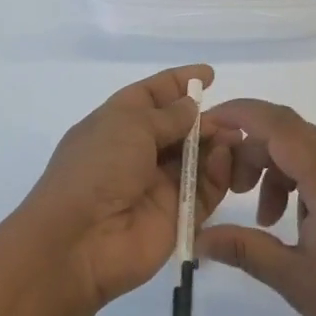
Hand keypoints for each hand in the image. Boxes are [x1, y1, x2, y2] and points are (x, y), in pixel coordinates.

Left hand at [20, 65, 236, 312]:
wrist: (80, 241)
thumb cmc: (97, 168)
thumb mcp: (128, 125)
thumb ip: (167, 115)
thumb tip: (191, 107)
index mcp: (116, 123)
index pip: (151, 95)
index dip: (178, 83)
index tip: (209, 75)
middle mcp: (137, 152)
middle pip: (179, 128)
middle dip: (205, 118)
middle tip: (234, 116)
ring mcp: (158, 185)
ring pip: (197, 158)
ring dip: (217, 144)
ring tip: (235, 137)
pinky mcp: (178, 215)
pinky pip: (205, 189)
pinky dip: (219, 174)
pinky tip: (226, 160)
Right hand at [197, 99, 315, 315]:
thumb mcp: (295, 279)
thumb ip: (245, 249)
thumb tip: (199, 238)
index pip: (276, 122)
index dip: (238, 114)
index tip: (206, 125)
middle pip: (288, 133)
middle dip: (251, 151)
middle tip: (229, 188)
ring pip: (307, 150)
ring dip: (276, 170)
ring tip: (264, 219)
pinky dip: (300, 181)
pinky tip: (297, 223)